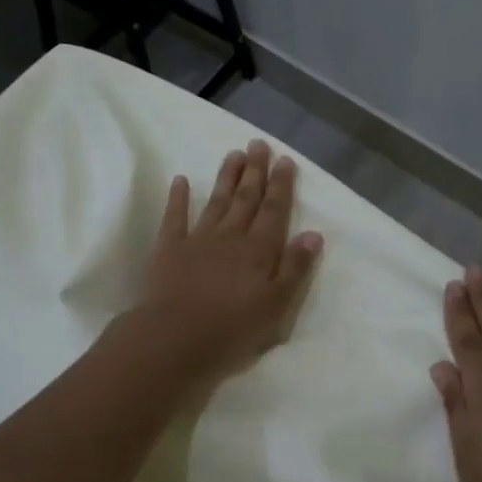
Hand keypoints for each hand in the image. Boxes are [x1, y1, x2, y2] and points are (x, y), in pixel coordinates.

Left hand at [133, 141, 324, 381]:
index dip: (280, 185)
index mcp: (258, 251)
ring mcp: (198, 239)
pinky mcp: (169, 248)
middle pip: (246, 199)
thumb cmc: (231, 329)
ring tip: (233, 154)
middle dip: (255, 171)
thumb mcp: (276, 306)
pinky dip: (178, 197)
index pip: (274, 211)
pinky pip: (175, 216)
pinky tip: (180, 180)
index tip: (285, 160)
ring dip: (226, 177)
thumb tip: (313, 234)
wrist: (175, 337)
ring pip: (217, 201)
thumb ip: (295, 268)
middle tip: (259, 144)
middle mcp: (230, 237)